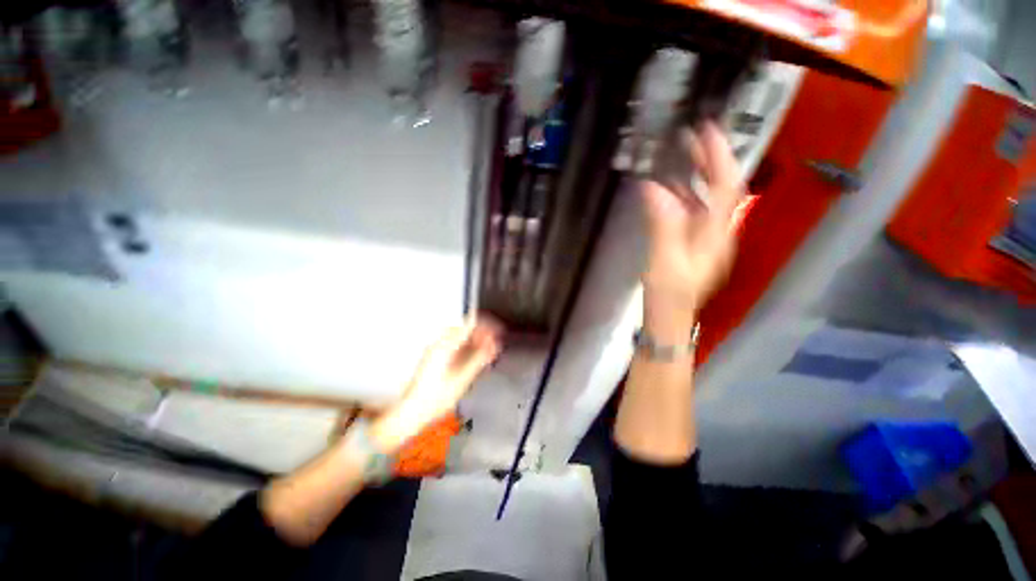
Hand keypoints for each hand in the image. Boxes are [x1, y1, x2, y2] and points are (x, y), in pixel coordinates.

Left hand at [370, 317, 501, 452]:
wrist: (411, 412)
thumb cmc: (435, 399)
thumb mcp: (463, 379)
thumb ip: (479, 358)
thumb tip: (493, 344)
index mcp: (445, 346)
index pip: (469, 325)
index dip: (486, 326)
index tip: (498, 331)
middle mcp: (438, 344)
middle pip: (464, 329)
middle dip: (481, 333)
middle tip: (494, 343)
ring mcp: (435, 350)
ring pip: (459, 336)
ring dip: (475, 340)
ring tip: (487, 349)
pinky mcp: (434, 357)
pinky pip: (454, 344)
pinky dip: (466, 347)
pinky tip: (474, 357)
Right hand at [641, 122, 743, 315]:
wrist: (670, 316)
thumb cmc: (668, 294)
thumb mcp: (664, 261)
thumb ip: (662, 224)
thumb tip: (652, 187)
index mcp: (716, 234)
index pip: (725, 187)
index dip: (718, 157)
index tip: (706, 130)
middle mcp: (718, 230)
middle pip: (721, 188)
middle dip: (711, 159)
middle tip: (691, 135)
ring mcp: (706, 236)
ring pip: (708, 197)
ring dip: (698, 173)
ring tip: (681, 152)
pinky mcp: (693, 241)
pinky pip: (693, 209)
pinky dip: (684, 192)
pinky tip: (670, 185)